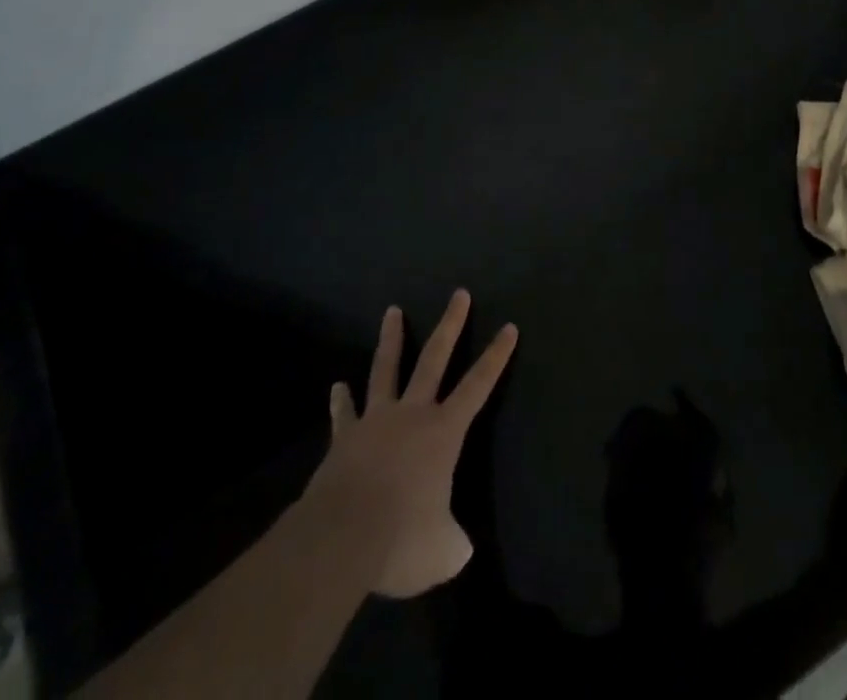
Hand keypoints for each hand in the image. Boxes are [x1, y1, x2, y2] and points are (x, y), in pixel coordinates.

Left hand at [304, 289, 517, 597]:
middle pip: (435, 358)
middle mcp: (412, 414)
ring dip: (391, 339)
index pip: (478, 385)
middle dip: (451, 325)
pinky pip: (344, 415)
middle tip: (459, 294)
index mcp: (443, 432)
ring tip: (392, 311)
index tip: (509, 326)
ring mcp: (375, 422)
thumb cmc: (402, 539)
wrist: (340, 539)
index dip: (496, 357)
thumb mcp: (443, 552)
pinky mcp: (344, 439)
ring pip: (386, 369)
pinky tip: (337, 388)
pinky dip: (341, 402)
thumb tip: (456, 545)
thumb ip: (453, 541)